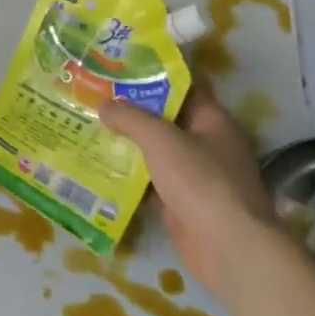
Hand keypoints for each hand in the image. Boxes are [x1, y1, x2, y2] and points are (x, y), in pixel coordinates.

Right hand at [98, 84, 283, 299]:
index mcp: (212, 120)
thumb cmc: (200, 182)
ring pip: (154, 151)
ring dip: (125, 143)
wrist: (227, 247)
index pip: (182, 87)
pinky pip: (149, 180)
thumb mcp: (162, 140)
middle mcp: (205, 144)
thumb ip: (131, 118)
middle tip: (92, 97)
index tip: (117, 68)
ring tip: (87, 127)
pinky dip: (127, 175)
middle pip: (164, 119)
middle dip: (131, 110)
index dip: (152, 75)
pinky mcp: (180, 202)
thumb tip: (104, 105)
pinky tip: (96, 166)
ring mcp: (193, 175)